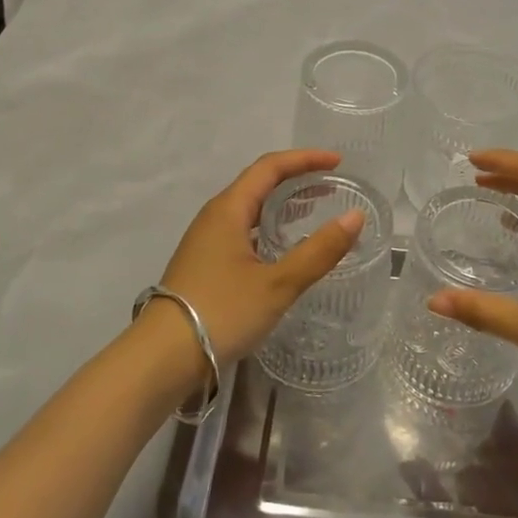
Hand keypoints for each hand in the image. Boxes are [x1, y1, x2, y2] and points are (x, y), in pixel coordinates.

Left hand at [152, 149, 365, 371]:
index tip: (337, 162)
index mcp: (228, 209)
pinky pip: (243, 231)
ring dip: (282, 204)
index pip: (269, 167)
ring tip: (313, 210)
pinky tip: (283, 248)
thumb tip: (355, 216)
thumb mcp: (277, 283)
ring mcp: (206, 241)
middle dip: (296, 178)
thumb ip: (319, 251)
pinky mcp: (204, 264)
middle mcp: (214, 217)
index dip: (304, 159)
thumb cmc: (221, 311)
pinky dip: (269, 228)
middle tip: (331, 185)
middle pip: (258, 183)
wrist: (162, 357)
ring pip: (249, 209)